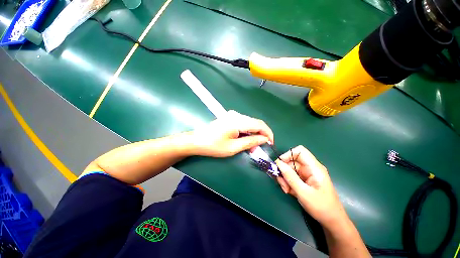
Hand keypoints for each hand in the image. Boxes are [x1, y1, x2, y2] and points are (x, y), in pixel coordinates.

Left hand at [191, 110, 273, 156]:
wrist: (197, 140)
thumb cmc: (214, 146)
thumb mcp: (234, 147)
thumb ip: (251, 142)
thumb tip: (264, 139)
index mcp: (238, 121)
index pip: (260, 124)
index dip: (268, 133)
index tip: (270, 143)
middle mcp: (237, 115)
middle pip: (255, 123)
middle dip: (260, 135)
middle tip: (258, 148)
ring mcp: (232, 115)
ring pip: (250, 124)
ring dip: (253, 134)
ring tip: (251, 146)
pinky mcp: (229, 118)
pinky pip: (243, 124)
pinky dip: (247, 132)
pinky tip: (244, 140)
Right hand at [275, 146, 348, 228]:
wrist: (332, 221)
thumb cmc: (321, 207)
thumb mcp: (303, 192)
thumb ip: (290, 177)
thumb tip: (278, 163)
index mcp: (314, 167)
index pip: (300, 151)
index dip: (288, 154)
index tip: (280, 164)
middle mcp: (310, 168)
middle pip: (291, 161)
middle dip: (284, 171)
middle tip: (282, 183)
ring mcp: (306, 174)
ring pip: (289, 170)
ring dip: (285, 178)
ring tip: (286, 190)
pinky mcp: (304, 180)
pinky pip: (291, 177)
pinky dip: (288, 183)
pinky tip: (289, 192)